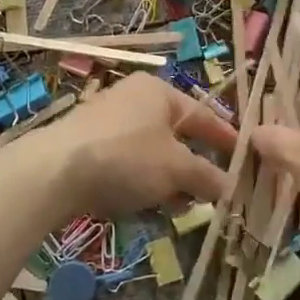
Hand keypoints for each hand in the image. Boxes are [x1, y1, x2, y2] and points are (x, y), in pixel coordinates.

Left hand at [41, 72, 237, 215]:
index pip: (204, 114)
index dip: (227, 139)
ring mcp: (107, 123)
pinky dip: (142, 183)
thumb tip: (230, 186)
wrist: (53, 172)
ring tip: (179, 208)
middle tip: (211, 194)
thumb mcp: (175, 169)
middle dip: (194, 168)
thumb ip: (206, 176)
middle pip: (176, 135)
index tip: (246, 159)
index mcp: (159, 92)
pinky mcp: (88, 147)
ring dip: (169, 181)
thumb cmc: (126, 158)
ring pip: (151, 153)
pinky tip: (146, 207)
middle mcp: (134, 100)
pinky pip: (127, 164)